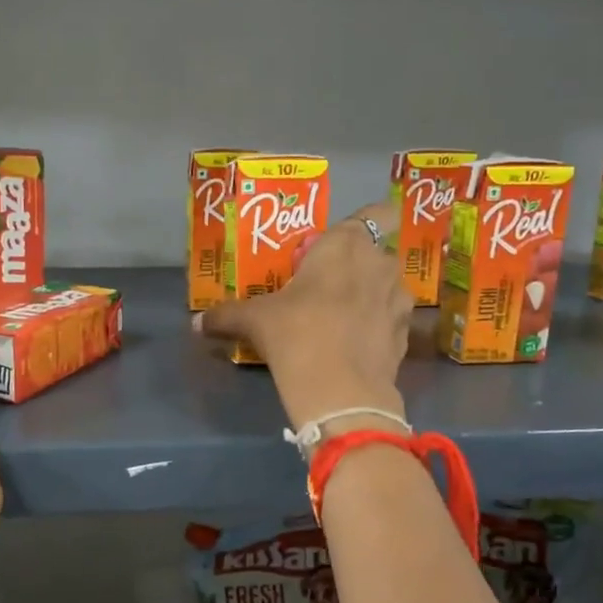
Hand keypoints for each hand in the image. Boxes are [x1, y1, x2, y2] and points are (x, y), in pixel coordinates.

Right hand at [196, 199, 411, 430]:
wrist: (340, 391)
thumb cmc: (296, 334)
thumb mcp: (254, 321)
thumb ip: (227, 315)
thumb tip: (197, 323)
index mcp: (347, 245)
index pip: (378, 212)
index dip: (369, 221)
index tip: (344, 242)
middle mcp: (380, 264)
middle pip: (377, 253)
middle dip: (358, 266)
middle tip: (327, 286)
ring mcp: (398, 301)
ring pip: (387, 288)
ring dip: (370, 296)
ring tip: (342, 319)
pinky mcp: (405, 336)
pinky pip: (391, 321)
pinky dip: (377, 329)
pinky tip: (354, 347)